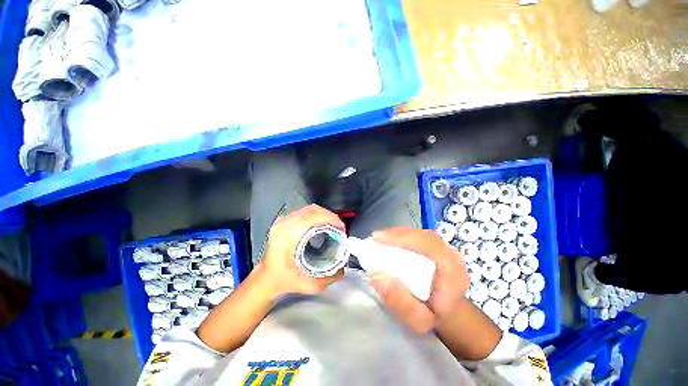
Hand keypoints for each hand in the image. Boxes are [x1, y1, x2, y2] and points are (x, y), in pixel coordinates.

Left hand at [257, 204, 345, 297]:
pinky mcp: (284, 220)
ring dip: (324, 215)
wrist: (266, 278)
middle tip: (339, 228)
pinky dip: (317, 215)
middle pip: (312, 210)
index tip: (341, 228)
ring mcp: (283, 220)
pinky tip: (323, 225)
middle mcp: (283, 224)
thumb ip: (329, 278)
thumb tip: (344, 266)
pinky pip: (305, 212)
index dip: (330, 219)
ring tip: (333, 226)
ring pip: (309, 209)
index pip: (312, 217)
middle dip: (330, 216)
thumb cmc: (284, 281)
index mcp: (287, 236)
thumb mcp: (309, 285)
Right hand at [368, 227, 469, 333]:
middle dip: (398, 235)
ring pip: (420, 234)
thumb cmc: (433, 317)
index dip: (404, 238)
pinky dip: (401, 236)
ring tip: (379, 240)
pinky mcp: (436, 246)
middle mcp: (452, 257)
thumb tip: (375, 275)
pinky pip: (418, 236)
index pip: (430, 246)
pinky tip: (388, 241)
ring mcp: (445, 249)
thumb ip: (398, 301)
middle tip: (375, 239)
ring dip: (398, 234)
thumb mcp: (416, 320)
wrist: (447, 313)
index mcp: (454, 274)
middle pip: (424, 236)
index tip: (379, 239)